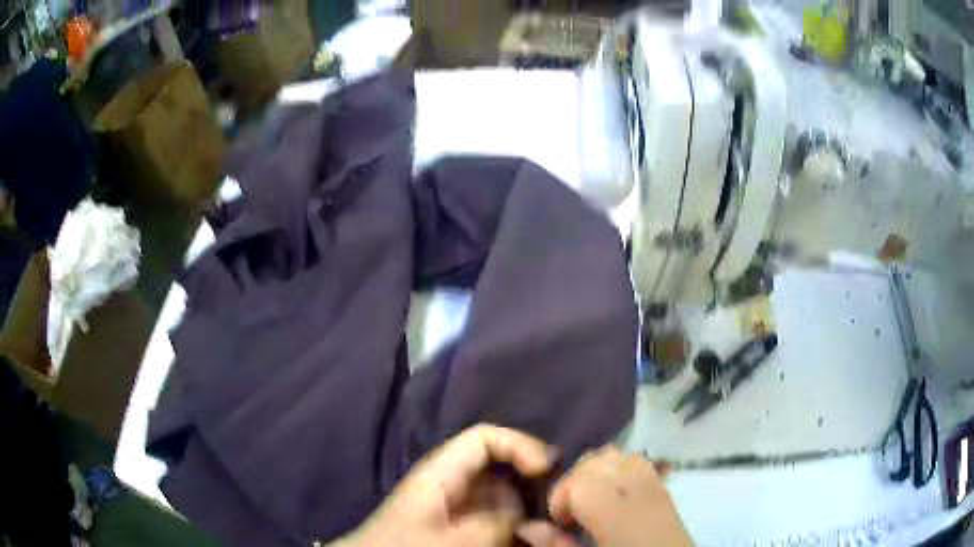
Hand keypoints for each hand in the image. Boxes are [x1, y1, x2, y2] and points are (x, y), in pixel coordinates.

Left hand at [332, 424, 555, 546]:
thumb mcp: (454, 539)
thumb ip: (494, 522)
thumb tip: (524, 512)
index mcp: (442, 472)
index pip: (485, 438)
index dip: (521, 445)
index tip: (548, 471)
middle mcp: (453, 482)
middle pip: (502, 467)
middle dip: (531, 484)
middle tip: (556, 510)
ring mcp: (457, 505)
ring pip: (504, 496)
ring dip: (527, 510)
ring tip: (546, 531)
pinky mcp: (461, 524)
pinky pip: (496, 518)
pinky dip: (514, 526)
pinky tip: (525, 538)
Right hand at [519, 447, 690, 546]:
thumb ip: (557, 545)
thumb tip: (528, 526)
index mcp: (621, 518)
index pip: (582, 481)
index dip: (560, 496)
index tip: (558, 521)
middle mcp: (641, 494)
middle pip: (601, 460)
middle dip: (576, 480)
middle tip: (571, 511)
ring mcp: (658, 488)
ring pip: (622, 455)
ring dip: (598, 471)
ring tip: (590, 500)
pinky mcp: (666, 491)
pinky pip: (641, 463)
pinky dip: (621, 468)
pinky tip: (614, 492)